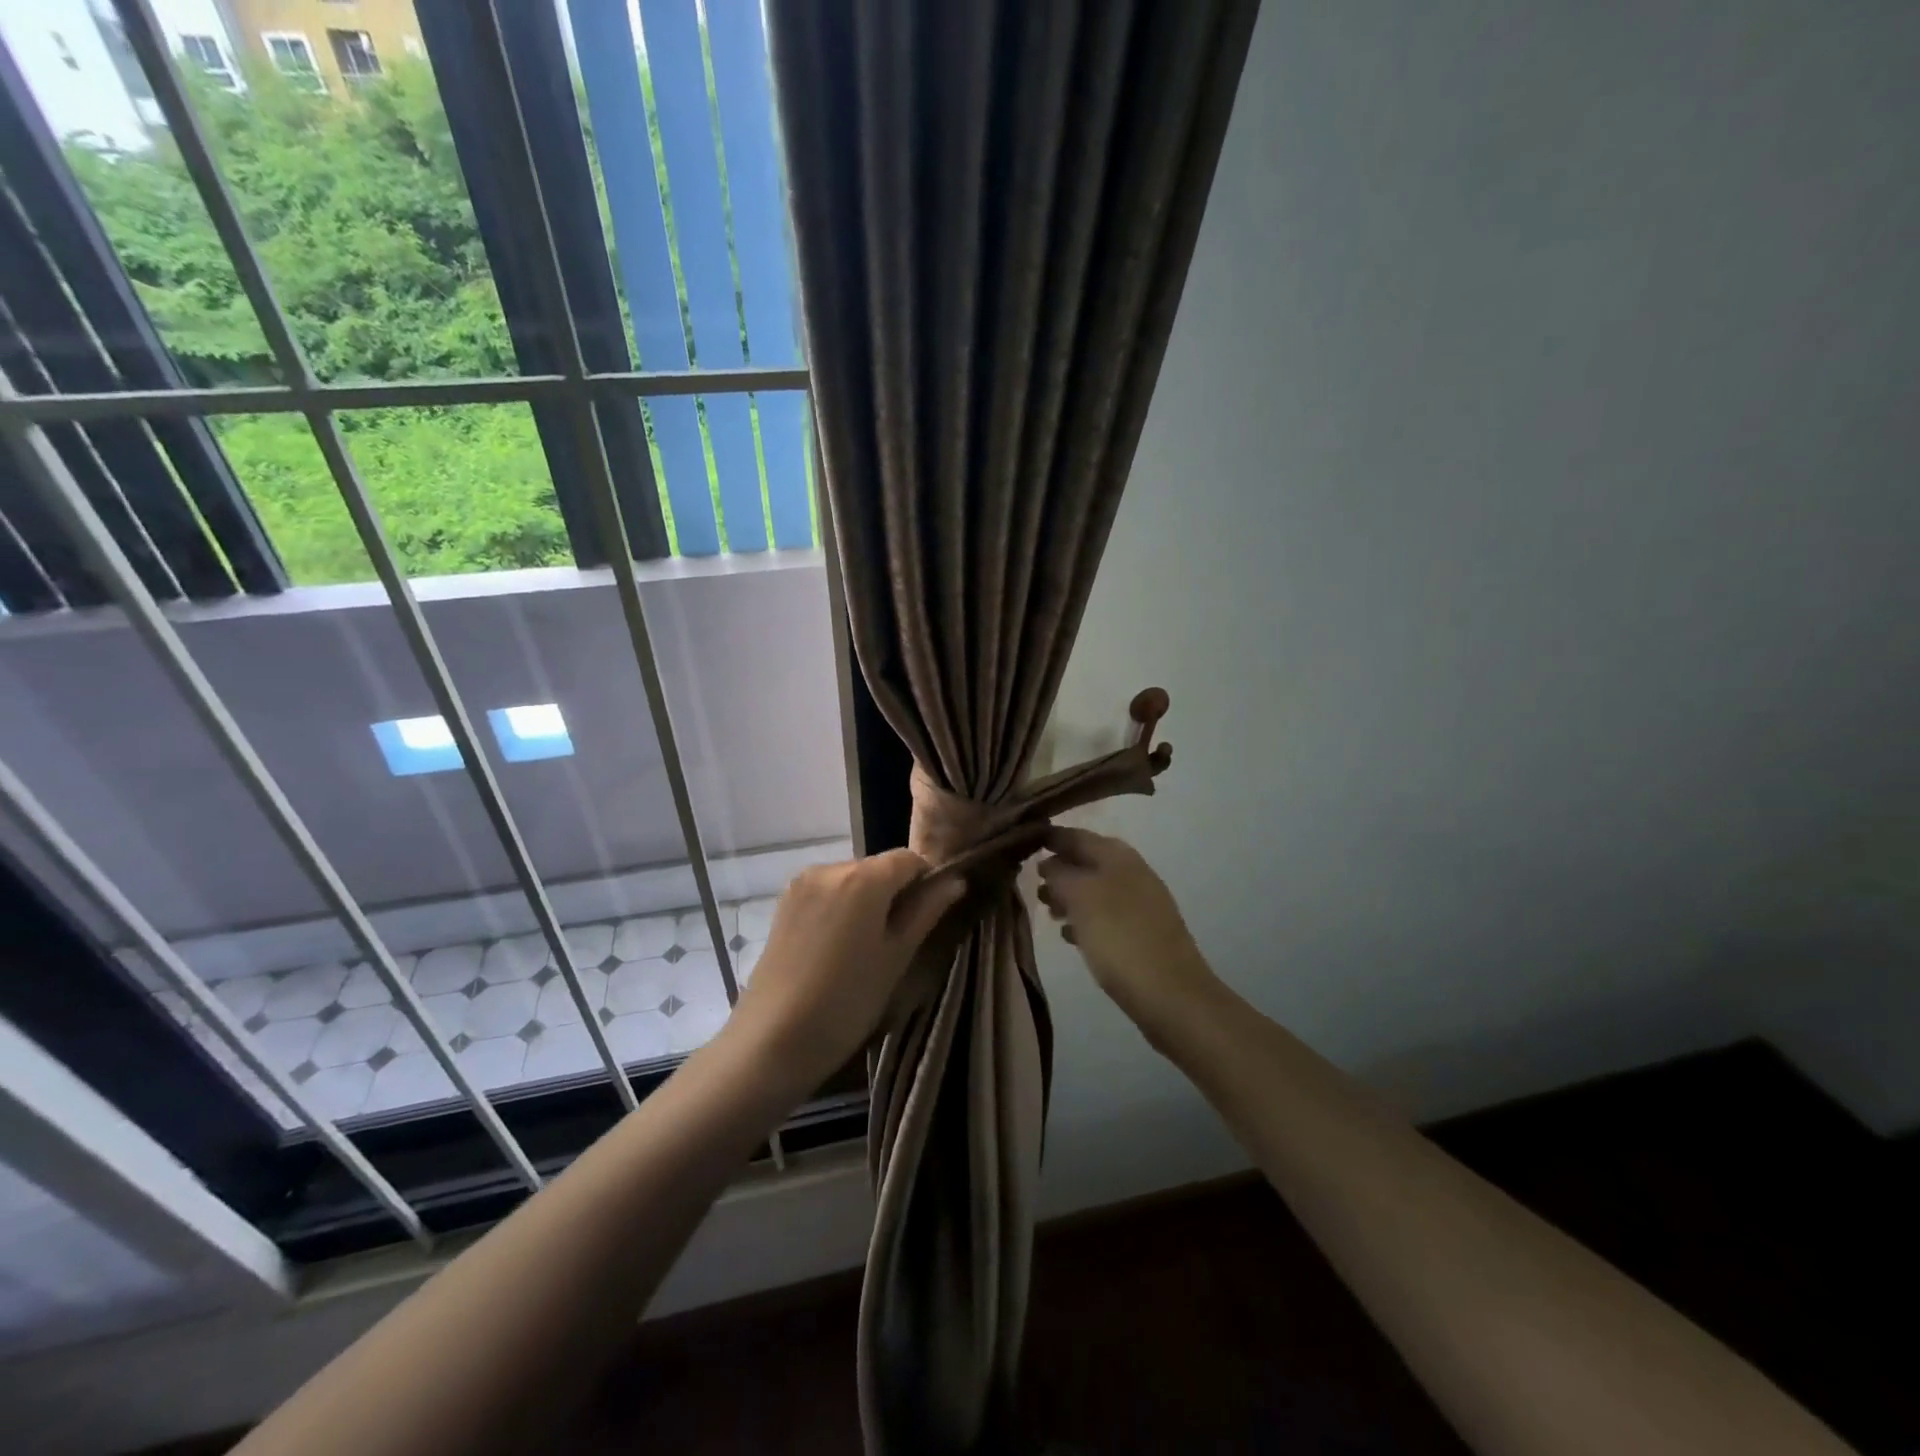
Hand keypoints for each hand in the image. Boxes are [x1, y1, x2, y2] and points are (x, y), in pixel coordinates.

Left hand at [724, 850, 964, 1094]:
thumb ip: (926, 911)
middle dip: (894, 893)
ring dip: (866, 901)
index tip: (928, 916)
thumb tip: (956, 881)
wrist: (773, 1038)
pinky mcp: (784, 903)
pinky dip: (841, 908)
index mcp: (863, 877)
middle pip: (877, 867)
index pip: (909, 859)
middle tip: (899, 940)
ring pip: (851, 880)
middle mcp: (830, 867)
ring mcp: (802, 883)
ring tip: (864, 949)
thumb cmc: (847, 1000)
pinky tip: (837, 948)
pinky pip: (826, 892)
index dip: (926, 881)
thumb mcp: (896, 957)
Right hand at [1036, 827, 1219, 1044]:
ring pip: (1095, 890)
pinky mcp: (1143, 934)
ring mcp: (1141, 904)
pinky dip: (1086, 920)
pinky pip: (1107, 917)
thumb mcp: (1081, 898)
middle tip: (1031, 886)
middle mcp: (1132, 873)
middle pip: (1087, 862)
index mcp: (1118, 856)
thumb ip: (1060, 874)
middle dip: (1058, 870)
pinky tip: (1070, 937)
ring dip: (1070, 897)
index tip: (1020, 844)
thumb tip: (1049, 863)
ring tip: (1048, 913)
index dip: (1049, 838)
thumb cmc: (1120, 938)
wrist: (1172, 996)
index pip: (1076, 835)